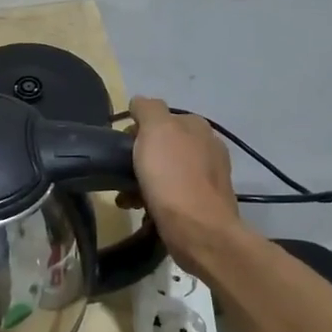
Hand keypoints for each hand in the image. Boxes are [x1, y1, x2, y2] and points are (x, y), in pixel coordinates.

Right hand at [126, 97, 241, 275]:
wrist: (198, 229)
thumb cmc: (172, 176)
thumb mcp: (155, 130)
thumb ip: (147, 109)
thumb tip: (140, 102)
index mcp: (197, 126)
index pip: (161, 117)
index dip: (137, 129)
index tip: (122, 147)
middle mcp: (208, 147)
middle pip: (163, 145)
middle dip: (140, 157)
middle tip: (122, 172)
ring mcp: (209, 177)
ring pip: (166, 171)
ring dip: (143, 181)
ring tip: (126, 197)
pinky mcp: (204, 204)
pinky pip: (172, 194)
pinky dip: (154, 199)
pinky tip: (141, 210)